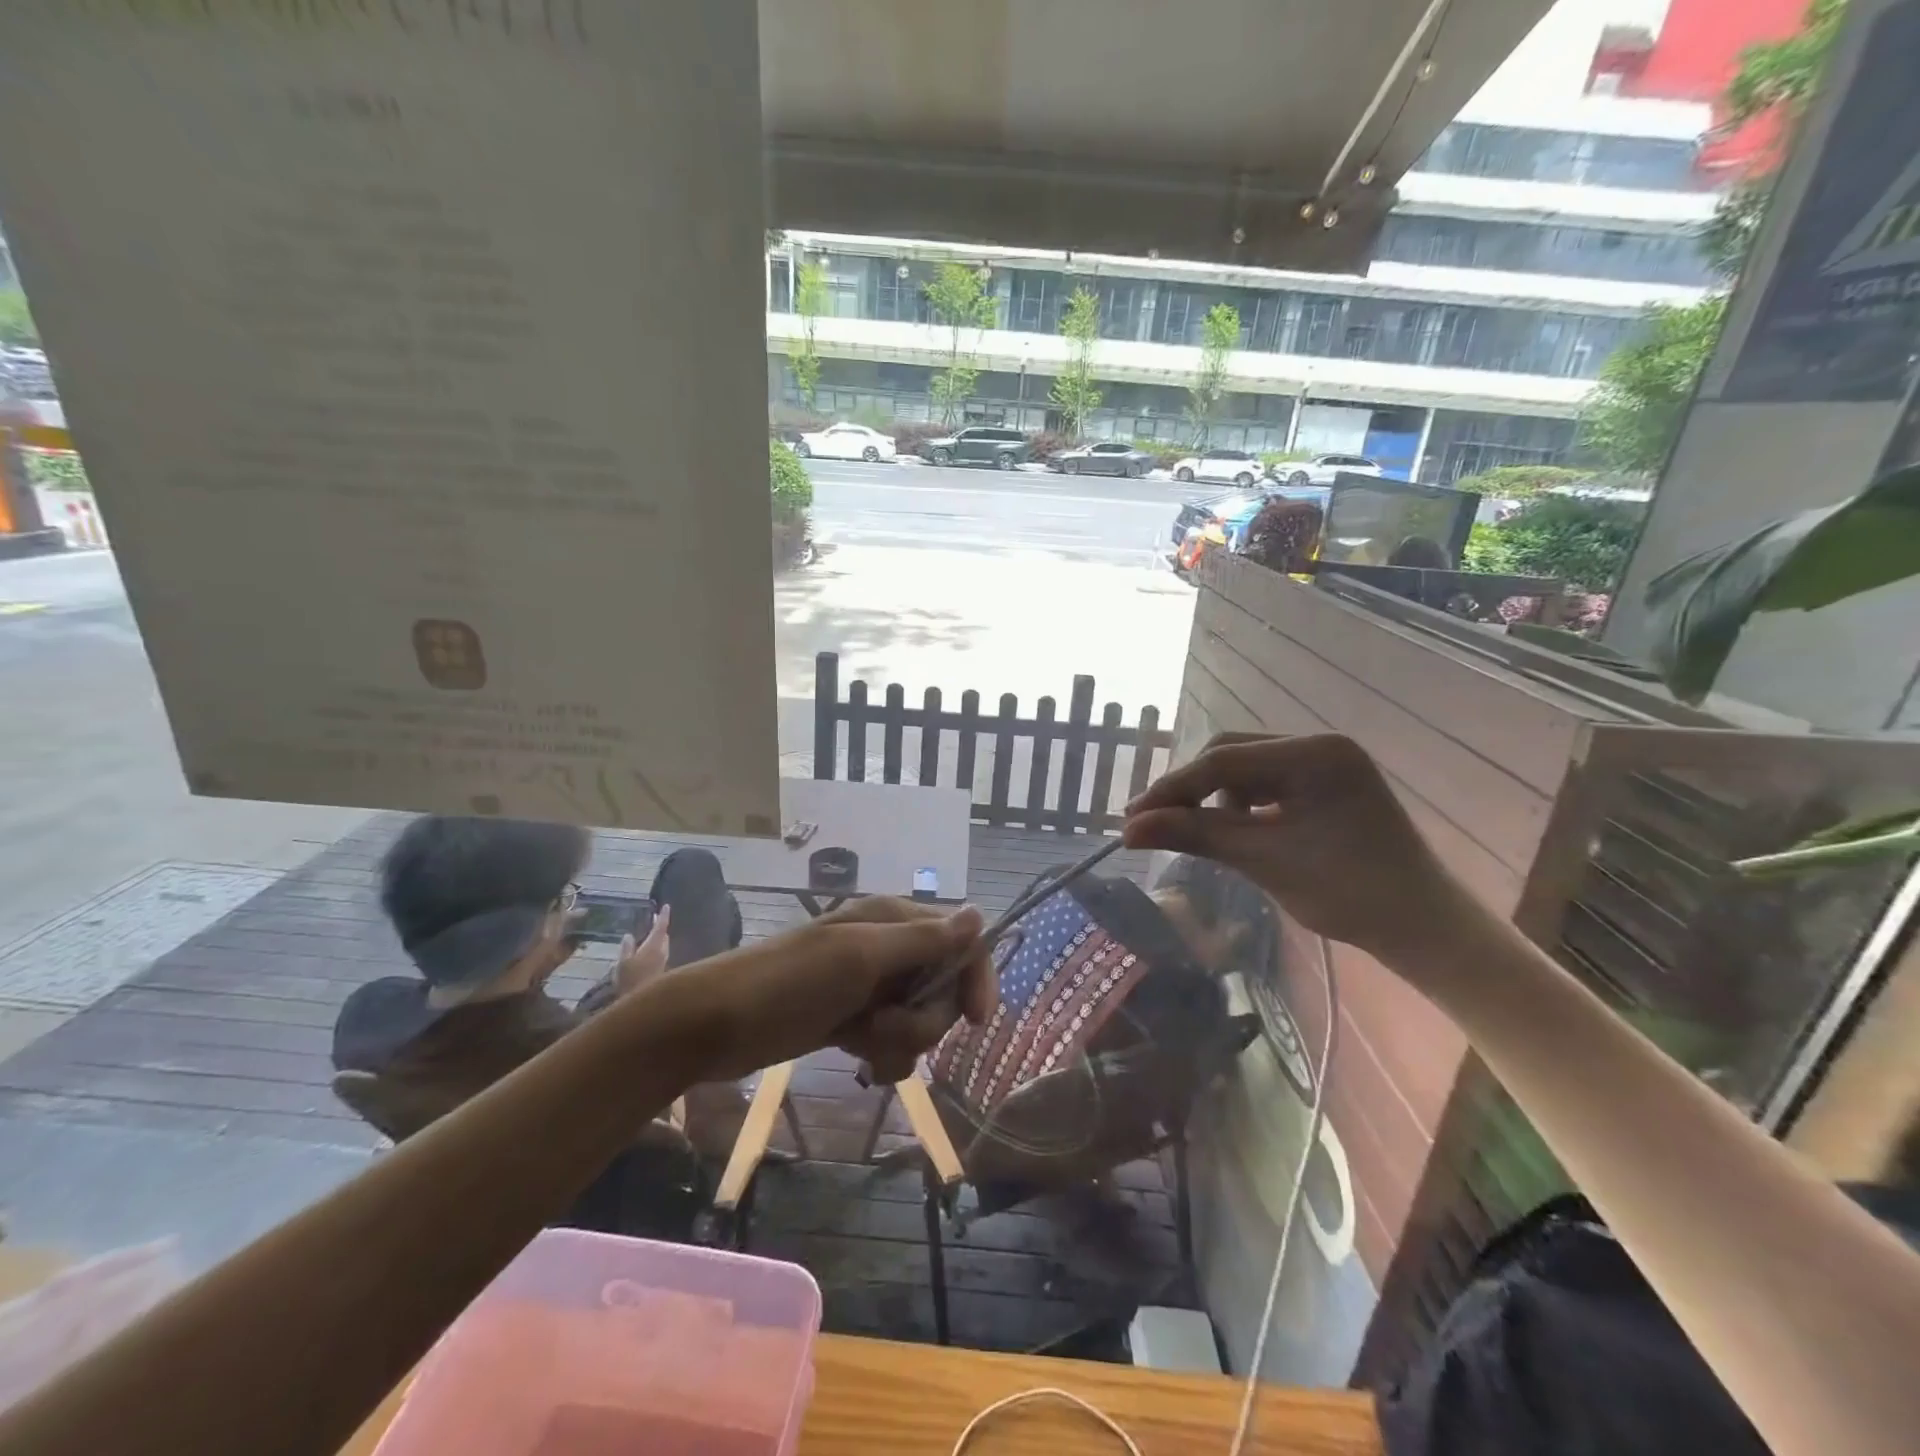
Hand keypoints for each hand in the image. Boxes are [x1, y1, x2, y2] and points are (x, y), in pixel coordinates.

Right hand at [614, 905, 669, 995]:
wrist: (642, 1004)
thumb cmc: (630, 981)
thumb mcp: (622, 964)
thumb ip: (627, 948)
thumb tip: (629, 935)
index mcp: (654, 946)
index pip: (661, 927)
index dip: (663, 916)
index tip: (666, 906)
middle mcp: (662, 952)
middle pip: (664, 936)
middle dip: (660, 928)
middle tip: (654, 921)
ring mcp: (664, 963)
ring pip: (663, 946)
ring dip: (658, 939)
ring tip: (649, 935)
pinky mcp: (662, 972)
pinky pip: (660, 955)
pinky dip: (656, 950)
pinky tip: (647, 954)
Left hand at [680, 898, 993, 1082]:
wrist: (713, 1026)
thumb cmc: (787, 984)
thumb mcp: (859, 958)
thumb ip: (923, 941)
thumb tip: (980, 914)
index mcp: (892, 921)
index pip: (961, 940)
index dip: (975, 977)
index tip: (976, 1021)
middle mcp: (887, 949)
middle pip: (943, 987)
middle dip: (923, 1019)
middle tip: (882, 1029)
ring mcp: (869, 987)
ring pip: (920, 1019)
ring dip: (901, 1042)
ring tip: (862, 1046)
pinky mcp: (853, 1020)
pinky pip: (893, 1041)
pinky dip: (885, 1057)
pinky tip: (861, 1064)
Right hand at [1122, 733, 1468, 965]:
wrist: (1423, 929)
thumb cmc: (1348, 893)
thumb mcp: (1262, 860)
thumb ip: (1194, 835)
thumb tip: (1127, 830)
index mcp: (1314, 753)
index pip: (1222, 761)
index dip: (1171, 790)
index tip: (1130, 819)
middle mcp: (1319, 745)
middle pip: (1231, 755)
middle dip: (1190, 790)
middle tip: (1153, 824)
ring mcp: (1326, 764)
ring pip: (1245, 769)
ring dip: (1214, 798)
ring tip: (1197, 833)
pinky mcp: (1327, 786)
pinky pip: (1268, 785)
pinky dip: (1241, 807)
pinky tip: (1234, 831)